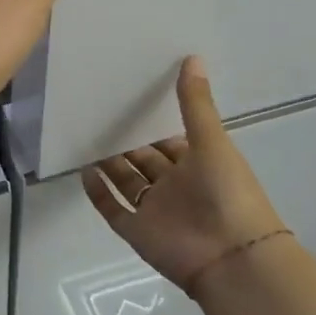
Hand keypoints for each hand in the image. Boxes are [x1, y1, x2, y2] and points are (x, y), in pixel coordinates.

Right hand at [82, 58, 292, 296]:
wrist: (232, 258)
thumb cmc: (227, 193)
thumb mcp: (212, 141)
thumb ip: (196, 103)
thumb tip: (192, 57)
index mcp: (198, 165)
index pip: (170, 141)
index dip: (151, 124)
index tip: (127, 99)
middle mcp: (175, 187)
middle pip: (144, 161)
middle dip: (125, 141)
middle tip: (96, 114)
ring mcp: (155, 211)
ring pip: (126, 183)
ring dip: (109, 164)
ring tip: (84, 137)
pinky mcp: (138, 232)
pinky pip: (113, 209)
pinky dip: (98, 193)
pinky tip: (83, 171)